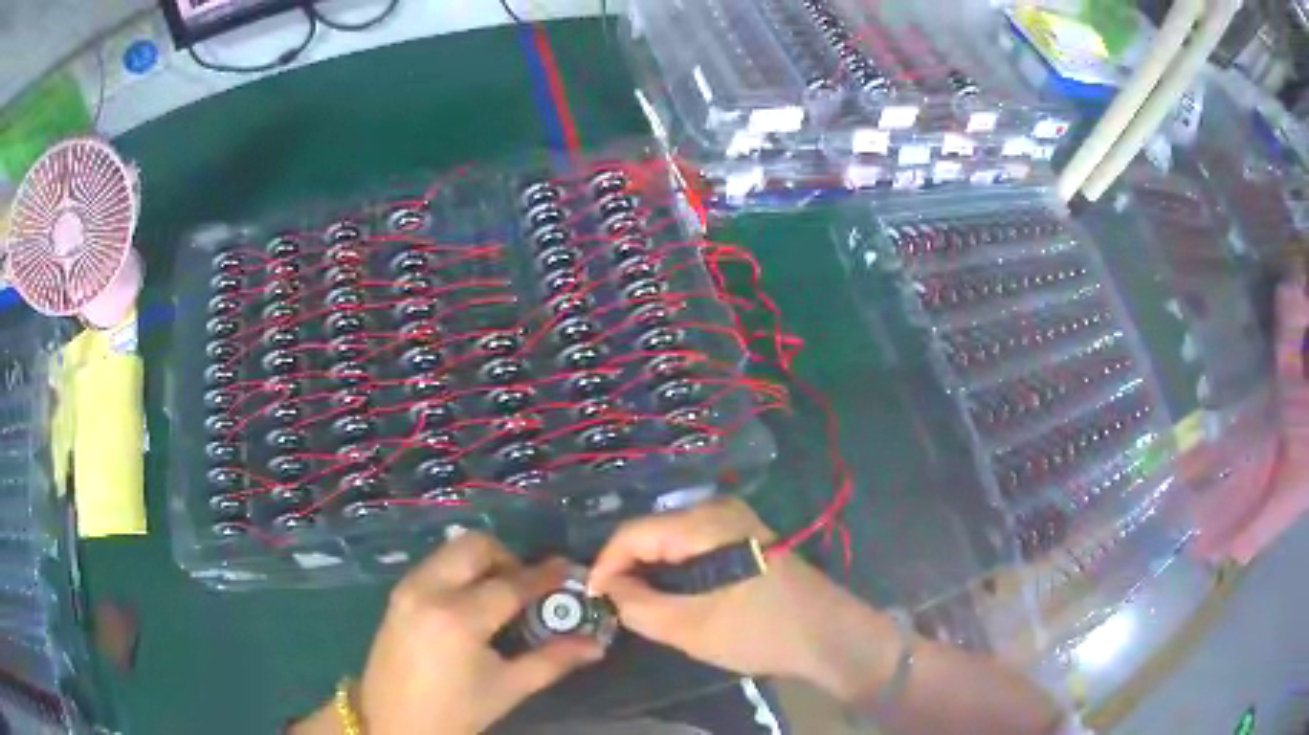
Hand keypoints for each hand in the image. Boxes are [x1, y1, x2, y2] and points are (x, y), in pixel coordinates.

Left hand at [358, 533, 603, 734]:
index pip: (511, 583)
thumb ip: (552, 660)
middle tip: (526, 586)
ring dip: (481, 562)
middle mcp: (428, 590)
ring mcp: (407, 589)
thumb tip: (595, 644)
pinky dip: (458, 571)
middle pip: (474, 546)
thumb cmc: (455, 711)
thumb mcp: (508, 688)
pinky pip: (434, 565)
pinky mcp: (396, 595)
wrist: (392, 722)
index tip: (567, 569)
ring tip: (499, 595)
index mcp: (459, 618)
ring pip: (451, 550)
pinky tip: (470, 604)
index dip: (544, 575)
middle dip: (507, 557)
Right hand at [588, 498, 897, 698]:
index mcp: (705, 522)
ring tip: (640, 606)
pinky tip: (674, 597)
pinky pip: (693, 546)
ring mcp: (735, 520)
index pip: (633, 533)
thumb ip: (638, 607)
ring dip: (651, 571)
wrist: (828, 635)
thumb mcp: (690, 628)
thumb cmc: (760, 631)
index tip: (593, 600)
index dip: (606, 565)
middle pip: (652, 533)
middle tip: (616, 607)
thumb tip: (607, 589)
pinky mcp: (744, 536)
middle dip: (628, 569)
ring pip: (671, 540)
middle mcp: (718, 508)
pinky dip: (675, 571)